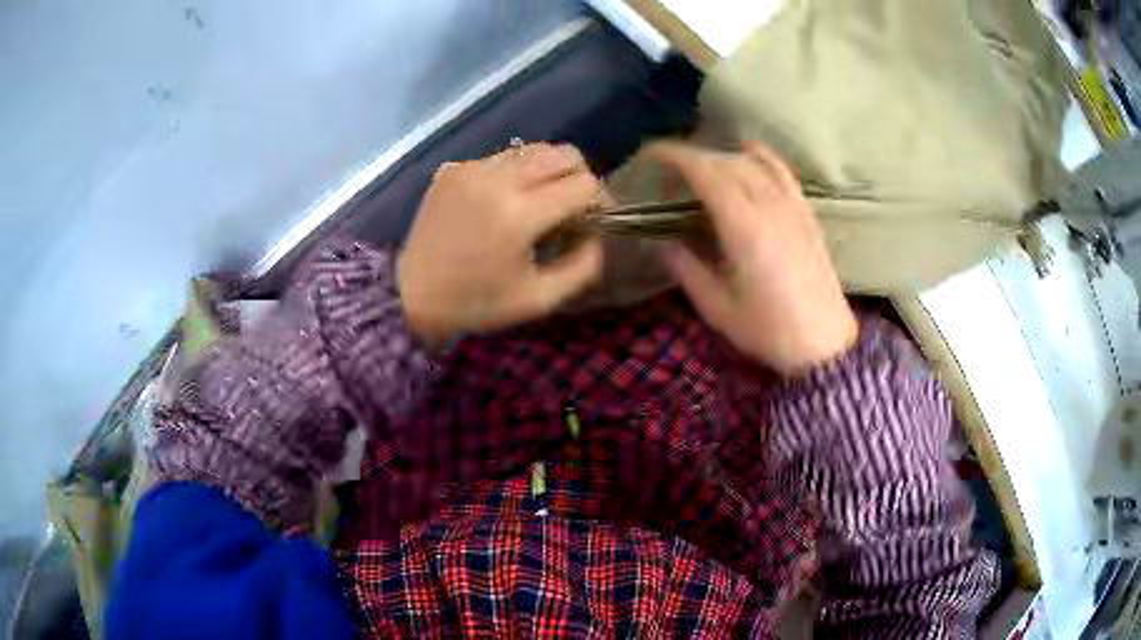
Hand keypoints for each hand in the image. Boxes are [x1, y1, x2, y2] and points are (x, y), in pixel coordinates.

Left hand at [398, 143, 603, 344]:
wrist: (411, 295)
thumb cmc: (477, 303)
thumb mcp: (539, 299)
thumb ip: (583, 265)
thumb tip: (599, 234)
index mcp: (520, 214)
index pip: (584, 184)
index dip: (600, 200)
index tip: (594, 220)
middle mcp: (497, 179)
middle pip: (563, 153)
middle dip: (578, 177)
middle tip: (572, 206)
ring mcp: (471, 169)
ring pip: (533, 150)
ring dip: (548, 173)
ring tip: (539, 202)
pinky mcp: (454, 169)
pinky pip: (501, 159)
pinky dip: (515, 175)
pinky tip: (502, 203)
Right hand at [649, 141, 857, 374]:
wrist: (823, 344)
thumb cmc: (769, 331)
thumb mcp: (717, 308)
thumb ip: (686, 269)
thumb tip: (662, 244)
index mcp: (743, 226)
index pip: (705, 171)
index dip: (674, 156)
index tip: (649, 155)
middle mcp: (769, 205)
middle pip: (725, 162)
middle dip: (692, 156)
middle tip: (667, 171)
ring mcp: (791, 206)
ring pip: (751, 163)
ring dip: (720, 157)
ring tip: (700, 168)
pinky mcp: (805, 214)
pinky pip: (781, 172)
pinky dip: (759, 156)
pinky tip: (746, 154)